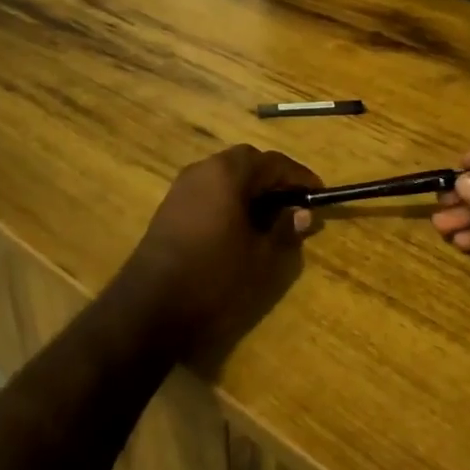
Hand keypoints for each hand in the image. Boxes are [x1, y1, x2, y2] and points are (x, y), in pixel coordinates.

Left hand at [124, 145, 321, 353]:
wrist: (149, 307)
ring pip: (226, 174)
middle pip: (247, 162)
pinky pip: (209, 190)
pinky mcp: (171, 207)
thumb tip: (302, 213)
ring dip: (251, 187)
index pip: (273, 162)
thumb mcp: (261, 257)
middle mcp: (203, 170)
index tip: (319, 192)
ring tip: (272, 214)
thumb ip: (284, 229)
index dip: (299, 176)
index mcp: (227, 174)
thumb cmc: (214, 277)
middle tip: (296, 200)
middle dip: (274, 177)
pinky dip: (230, 198)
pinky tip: (241, 225)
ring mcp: (182, 187)